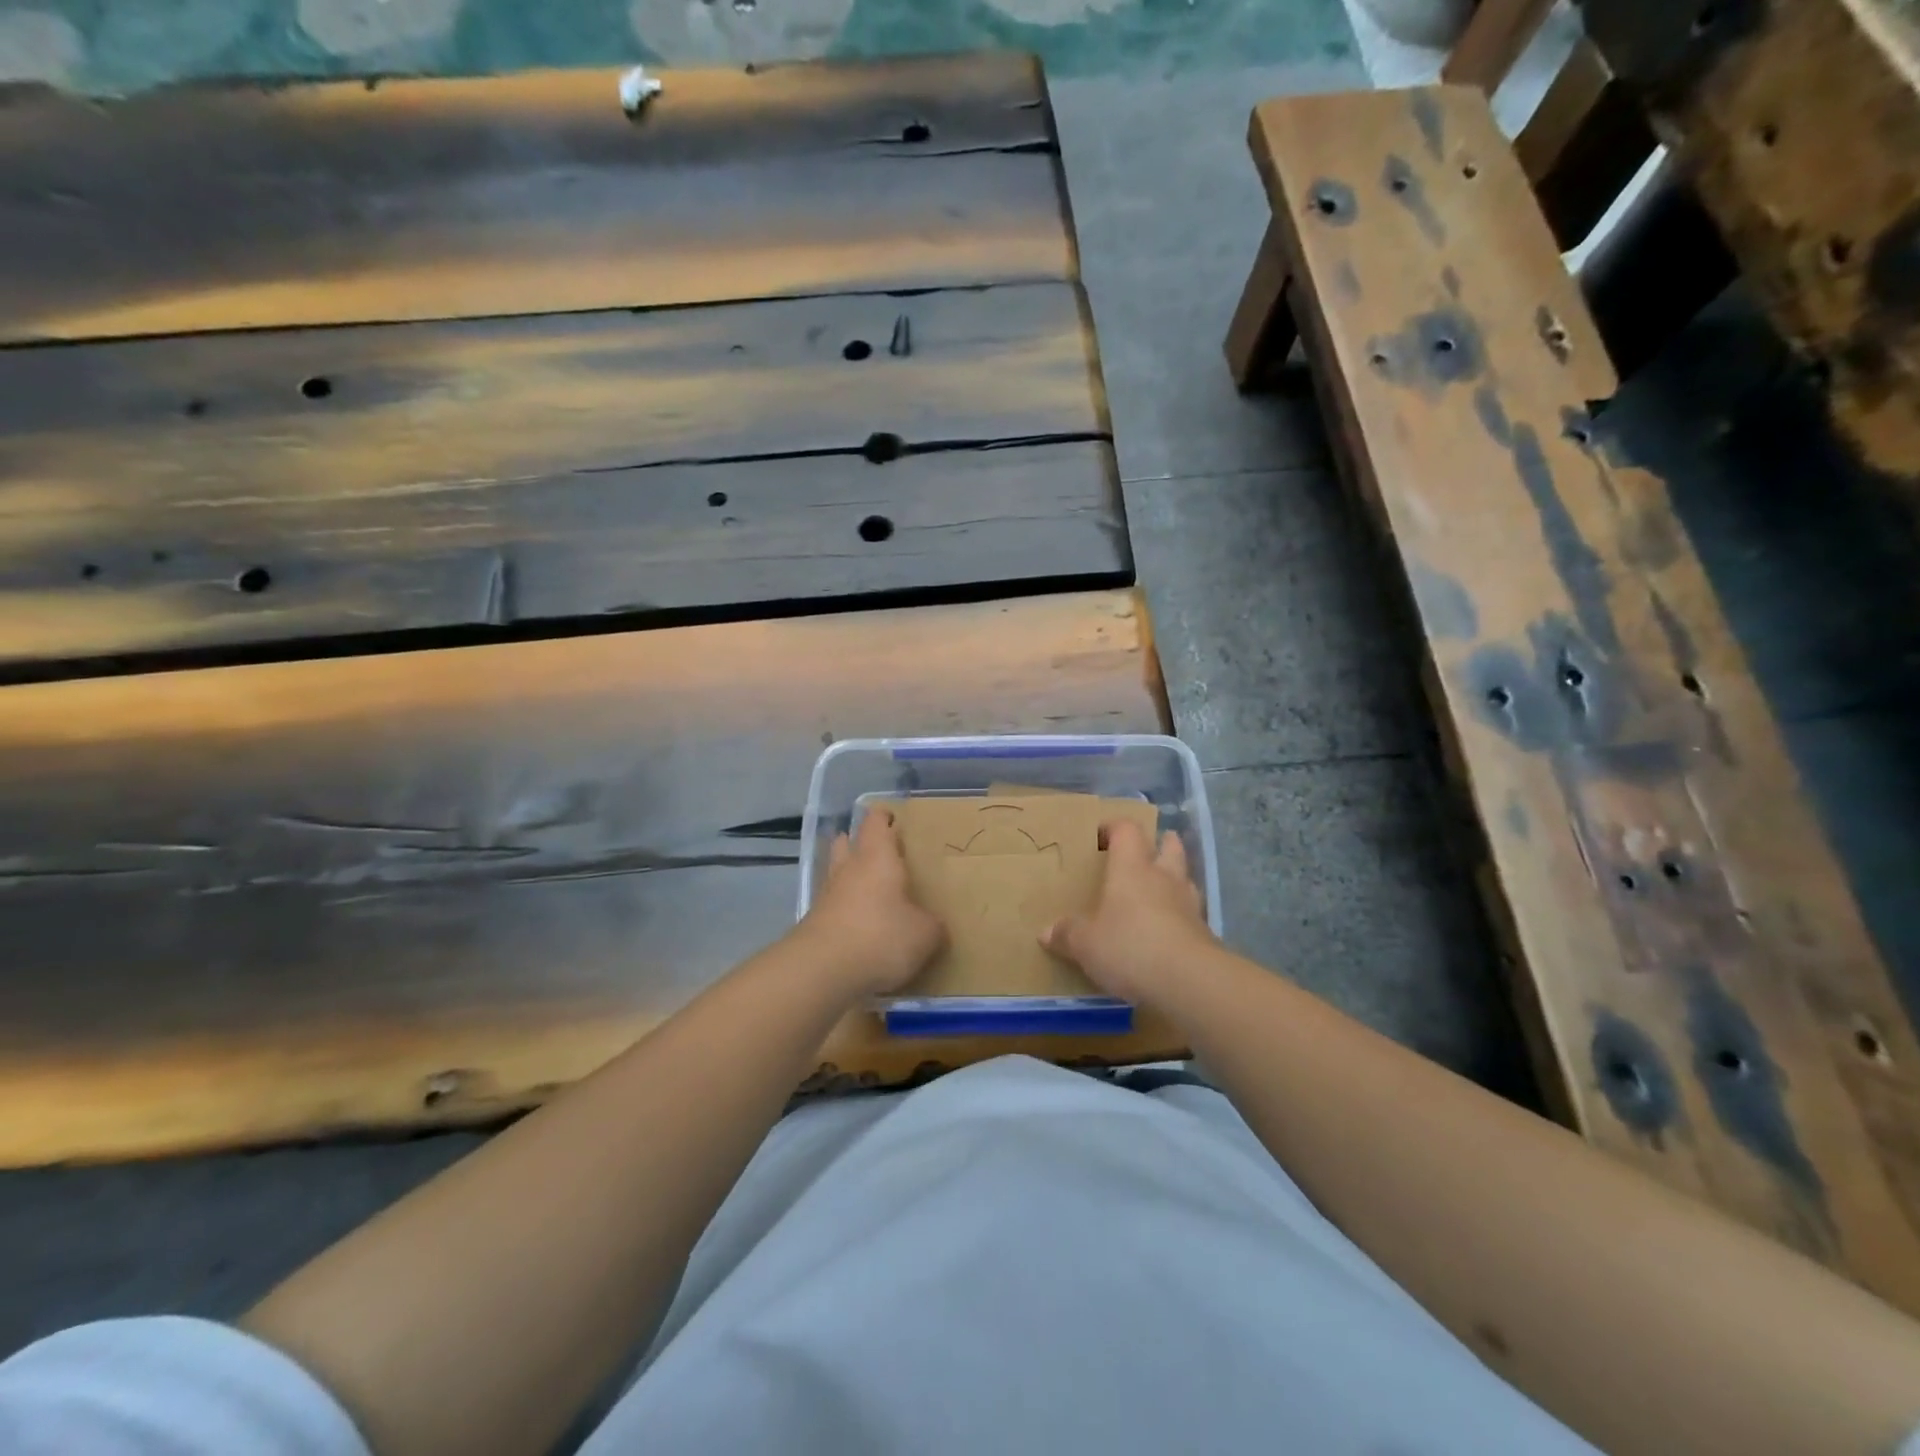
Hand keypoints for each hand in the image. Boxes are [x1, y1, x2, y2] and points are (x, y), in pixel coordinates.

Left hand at [797, 809, 944, 996]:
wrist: (822, 970)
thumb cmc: (881, 937)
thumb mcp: (924, 934)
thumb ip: (931, 924)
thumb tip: (931, 924)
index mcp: (877, 858)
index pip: (876, 823)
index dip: (883, 817)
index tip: (892, 817)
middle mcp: (848, 869)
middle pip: (847, 843)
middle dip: (858, 842)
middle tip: (878, 851)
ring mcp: (826, 896)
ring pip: (836, 874)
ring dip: (848, 875)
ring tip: (868, 888)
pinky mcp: (814, 924)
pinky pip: (832, 906)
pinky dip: (843, 908)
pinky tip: (858, 923)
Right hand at [1042, 819, 1212, 1005]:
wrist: (1190, 981)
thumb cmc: (1130, 947)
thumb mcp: (1086, 944)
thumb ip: (1067, 934)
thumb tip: (1046, 931)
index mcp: (1132, 868)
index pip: (1127, 830)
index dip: (1114, 827)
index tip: (1100, 836)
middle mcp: (1163, 877)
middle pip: (1169, 845)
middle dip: (1157, 844)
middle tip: (1140, 856)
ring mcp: (1189, 903)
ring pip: (1184, 876)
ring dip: (1172, 879)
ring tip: (1154, 893)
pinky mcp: (1205, 932)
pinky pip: (1190, 912)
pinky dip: (1179, 914)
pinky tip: (1165, 931)